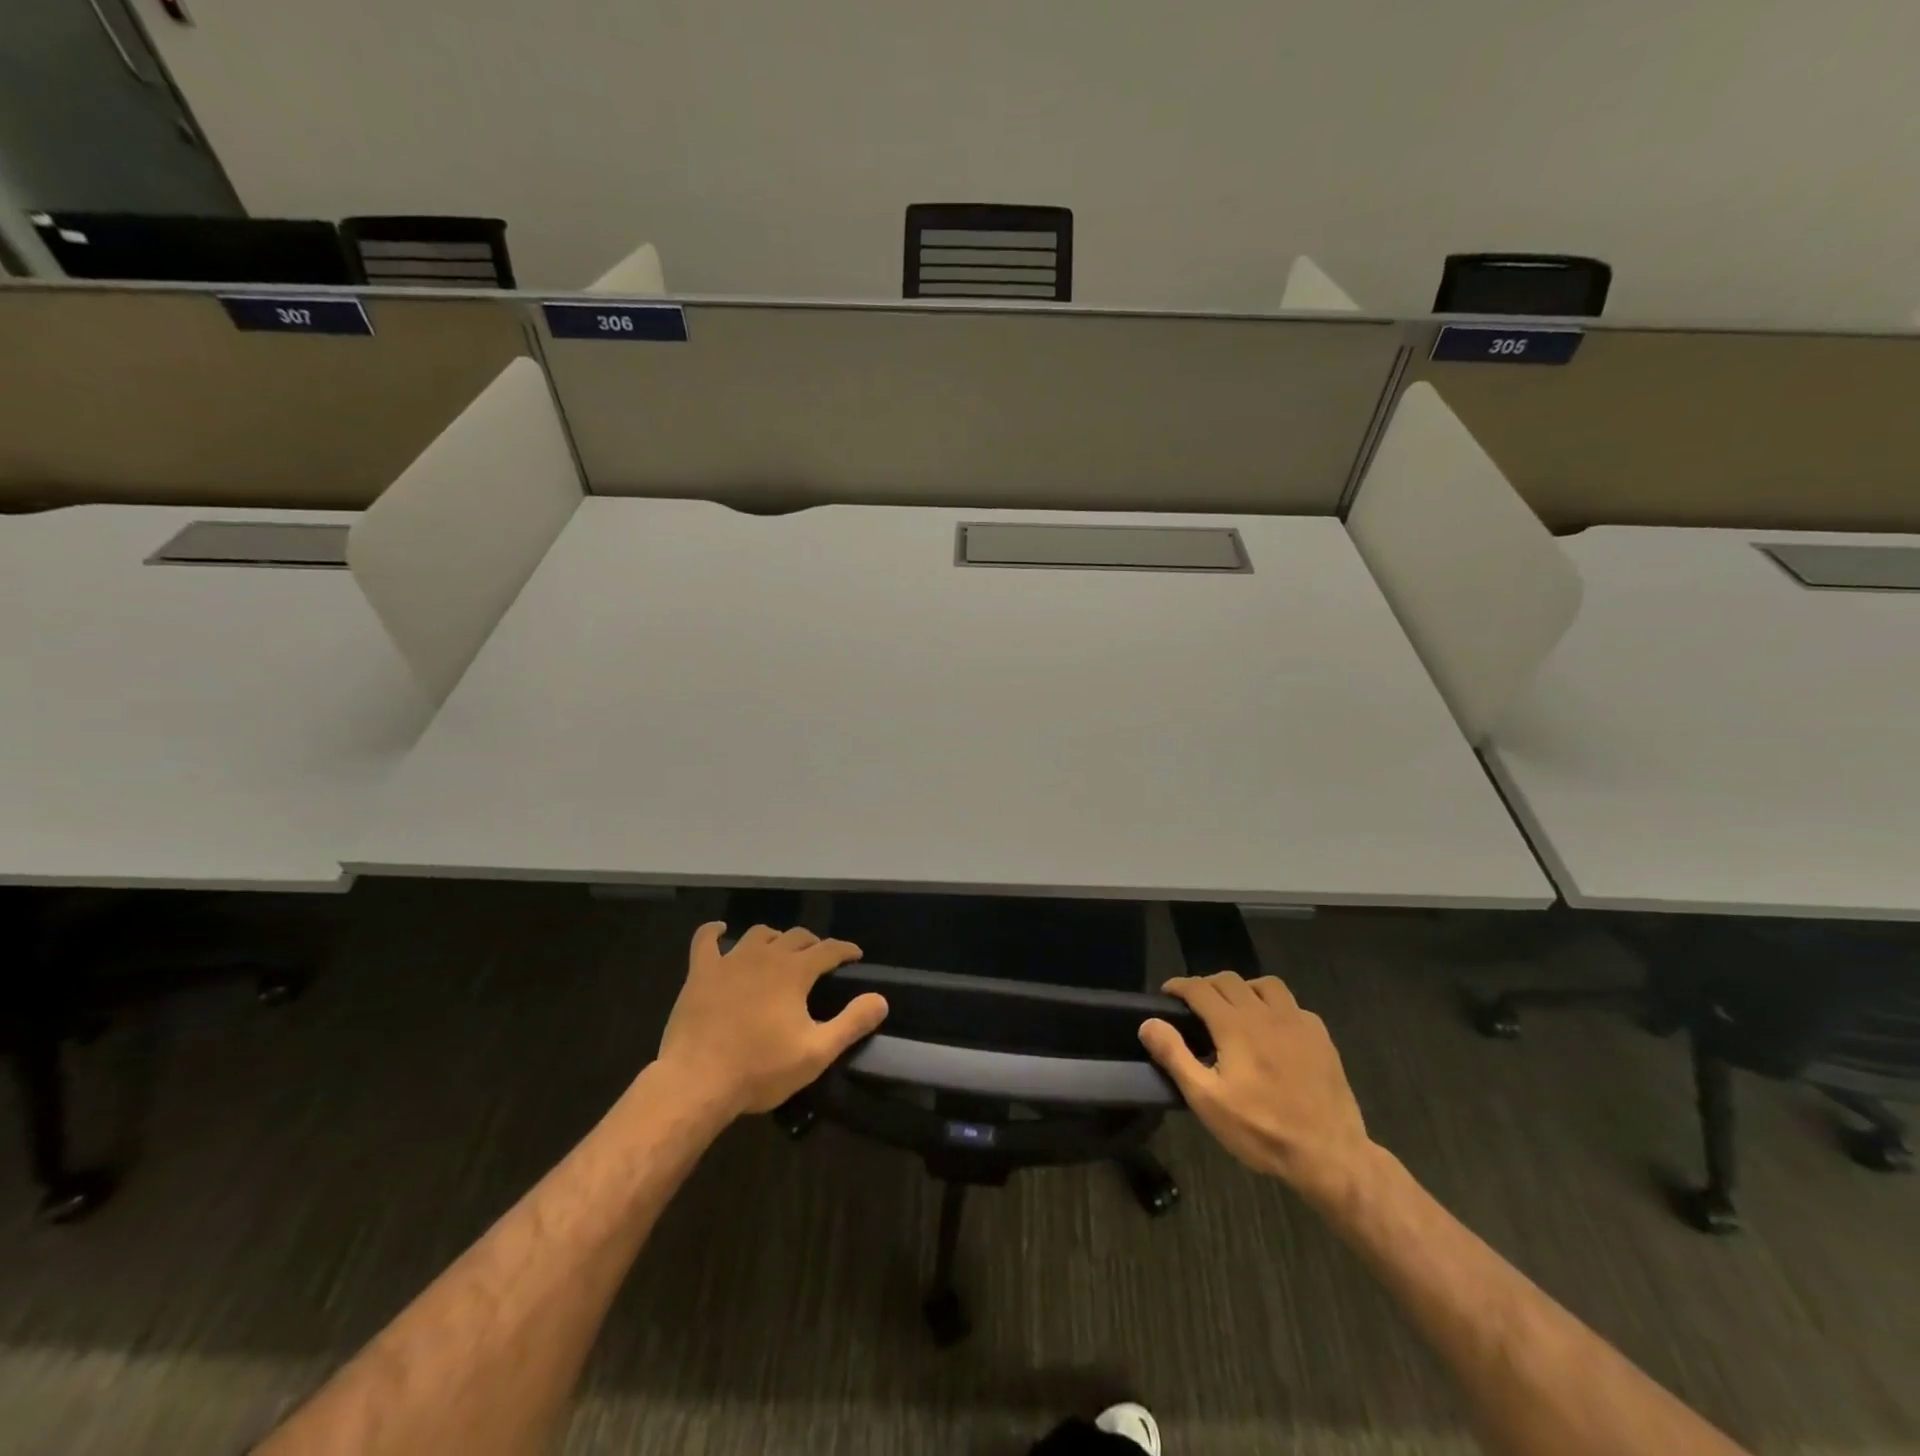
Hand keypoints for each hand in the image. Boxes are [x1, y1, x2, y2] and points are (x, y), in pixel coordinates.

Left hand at [654, 923, 888, 1117]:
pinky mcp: (700, 972)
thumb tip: (881, 1000)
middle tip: (820, 959)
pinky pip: (706, 940)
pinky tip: (721, 930)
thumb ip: (852, 1023)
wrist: (697, 1082)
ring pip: (758, 934)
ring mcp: (729, 961)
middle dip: (813, 944)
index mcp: (794, 972)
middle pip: (796, 937)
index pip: (829, 949)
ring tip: (780, 951)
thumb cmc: (761, 1069)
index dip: (845, 950)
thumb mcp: (816, 1052)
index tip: (855, 956)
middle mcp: (765, 955)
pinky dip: (714, 931)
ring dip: (774, 939)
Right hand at [1139, 972, 1372, 1202]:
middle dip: (1207, 986)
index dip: (1179, 985)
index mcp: (1235, 1025)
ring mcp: (1298, 1021)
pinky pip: (1292, 1005)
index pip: (1199, 988)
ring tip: (1235, 1010)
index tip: (1167, 994)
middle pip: (1229, 980)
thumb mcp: (1208, 1100)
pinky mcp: (1321, 1036)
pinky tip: (1273, 1030)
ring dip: (1243, 989)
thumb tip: (1149, 1022)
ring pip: (1265, 984)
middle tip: (1195, 1006)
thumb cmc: (1262, 1130)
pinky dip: (1275, 1007)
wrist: (1330, 1155)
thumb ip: (1175, 1056)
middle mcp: (1265, 1012)